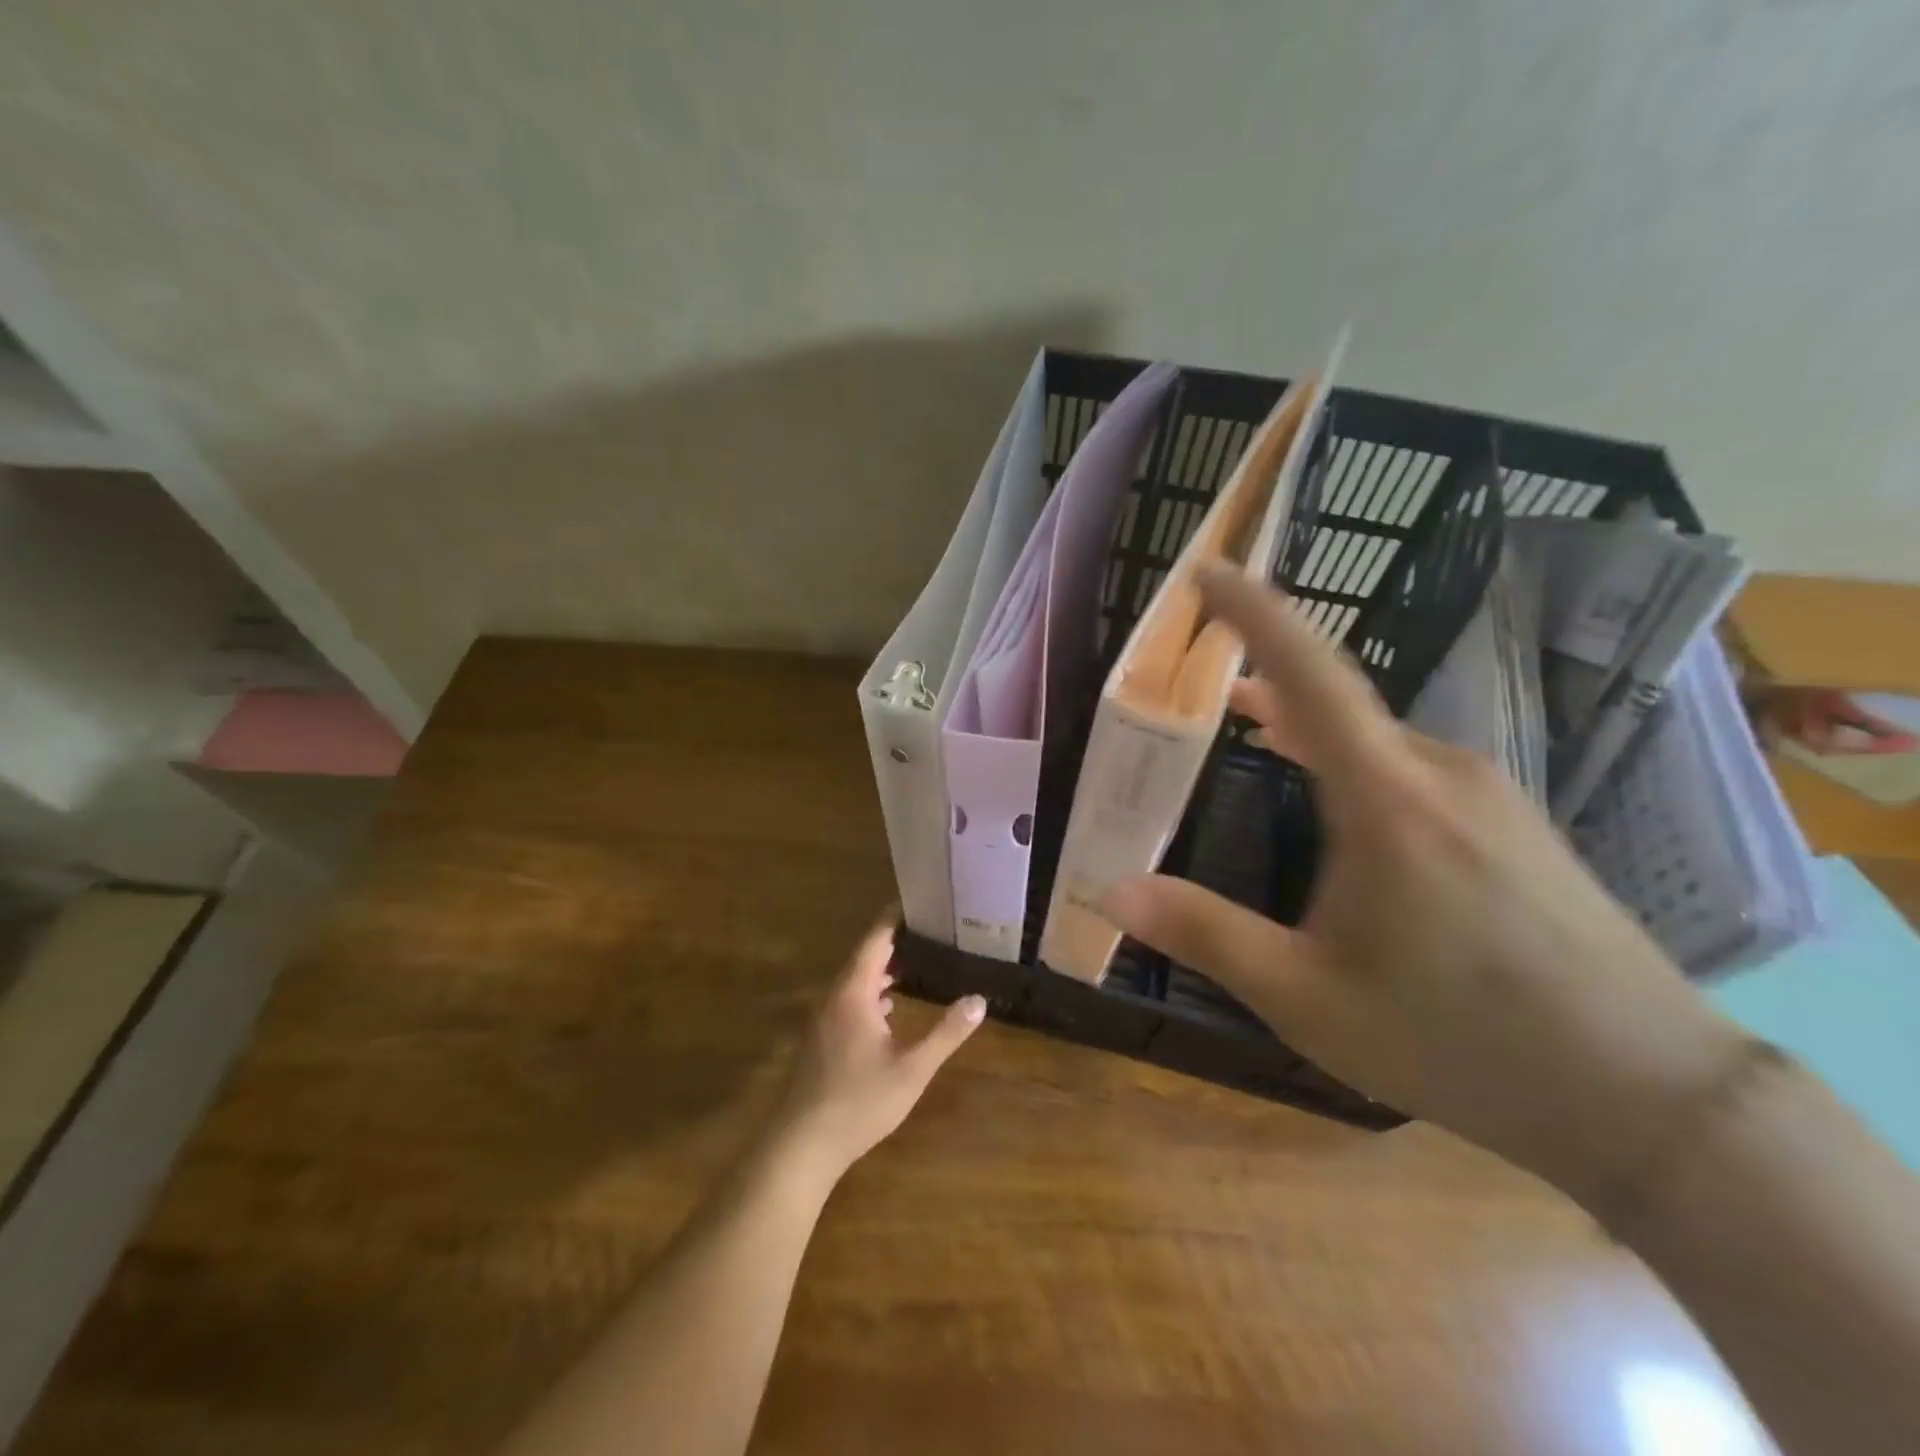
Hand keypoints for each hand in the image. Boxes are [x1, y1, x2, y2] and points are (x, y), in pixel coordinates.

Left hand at [770, 917, 985, 1182]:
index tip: (922, 900)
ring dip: (884, 967)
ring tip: (918, 961)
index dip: (897, 917)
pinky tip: (890, 1007)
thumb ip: (946, 1033)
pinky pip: (849, 999)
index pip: (876, 938)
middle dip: (896, 940)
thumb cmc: (859, 1102)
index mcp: (853, 991)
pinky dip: (872, 991)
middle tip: (932, 930)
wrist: (801, 1145)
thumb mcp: (912, 1069)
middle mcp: (834, 995)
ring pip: (856, 979)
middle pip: (866, 955)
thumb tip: (979, 1000)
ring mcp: (823, 1017)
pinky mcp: (821, 1037)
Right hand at [1102, 566, 1748, 1207]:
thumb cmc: (1461, 1039)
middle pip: (1340, 701)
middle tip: (1207, 682)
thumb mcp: (1309, 997)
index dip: (1253, 613)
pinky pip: (1412, 764)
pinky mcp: (1515, 824)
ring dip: (1309, 723)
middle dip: (1268, 677)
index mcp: (1386, 799)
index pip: (1309, 675)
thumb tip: (1110, 890)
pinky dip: (1353, 755)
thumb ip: (1206, 935)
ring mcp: (1489, 796)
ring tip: (1255, 726)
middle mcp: (1440, 774)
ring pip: (1377, 737)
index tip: (1207, 570)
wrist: (1650, 1096)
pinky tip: (1340, 793)